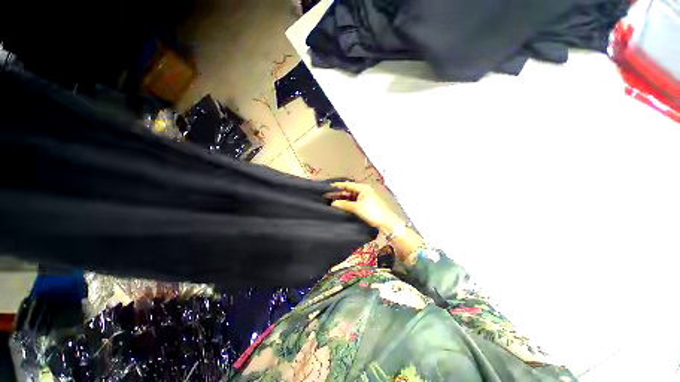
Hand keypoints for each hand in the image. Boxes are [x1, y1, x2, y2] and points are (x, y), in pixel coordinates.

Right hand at [324, 182, 402, 230]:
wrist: (386, 222)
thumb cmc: (372, 212)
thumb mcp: (357, 207)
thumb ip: (344, 204)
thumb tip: (332, 203)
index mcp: (362, 188)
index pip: (347, 185)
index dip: (337, 186)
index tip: (326, 188)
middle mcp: (362, 191)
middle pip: (347, 191)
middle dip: (337, 194)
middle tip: (325, 196)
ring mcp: (363, 198)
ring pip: (349, 197)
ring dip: (340, 199)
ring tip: (329, 202)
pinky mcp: (363, 205)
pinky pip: (351, 203)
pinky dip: (345, 204)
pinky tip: (338, 206)